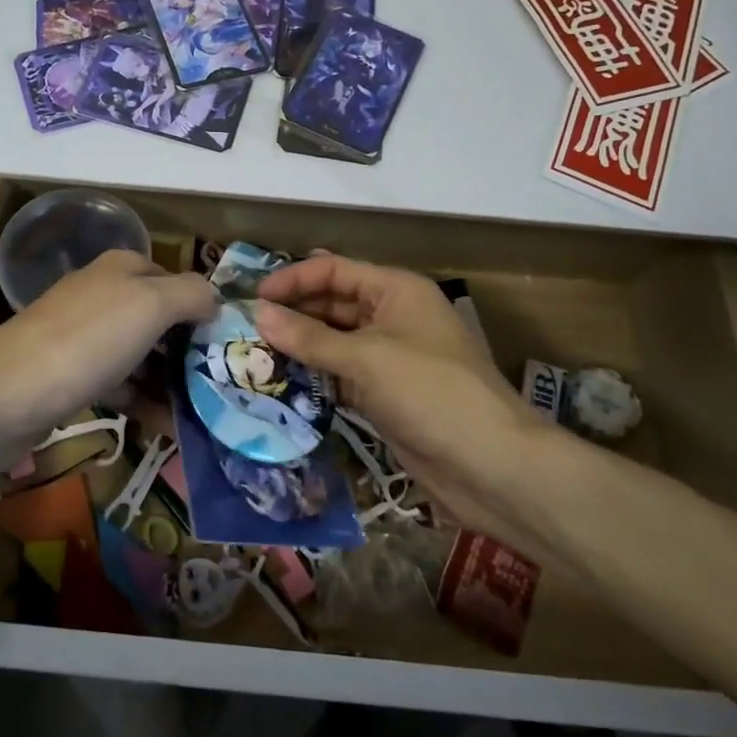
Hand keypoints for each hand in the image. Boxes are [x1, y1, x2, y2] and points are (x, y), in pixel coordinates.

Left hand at [0, 249, 215, 467]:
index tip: (231, 344)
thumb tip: (216, 299)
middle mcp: (103, 296)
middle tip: (224, 383)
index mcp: (121, 269)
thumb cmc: (87, 341)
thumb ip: (191, 294)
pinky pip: (120, 385)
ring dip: (171, 381)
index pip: (176, 280)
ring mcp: (84, 338)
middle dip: (191, 349)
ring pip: (141, 355)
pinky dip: (144, 403)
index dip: (204, 307)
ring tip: (205, 413)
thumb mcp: (151, 304)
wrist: (6, 395)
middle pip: (160, 319)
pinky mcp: (71, 377)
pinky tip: (169, 428)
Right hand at [255, 254, 559, 536]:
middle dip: (292, 313)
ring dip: (299, 346)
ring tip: (253, 354)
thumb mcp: (366, 358)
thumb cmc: (431, 393)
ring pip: (334, 341)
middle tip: (245, 328)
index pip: (334, 271)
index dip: (293, 279)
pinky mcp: (385, 394)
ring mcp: (390, 357)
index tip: (253, 298)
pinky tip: (281, 382)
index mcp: (396, 290)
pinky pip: (341, 374)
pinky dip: (314, 376)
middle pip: (332, 303)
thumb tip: (258, 313)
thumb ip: (309, 337)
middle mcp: (392, 316)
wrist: (491, 466)